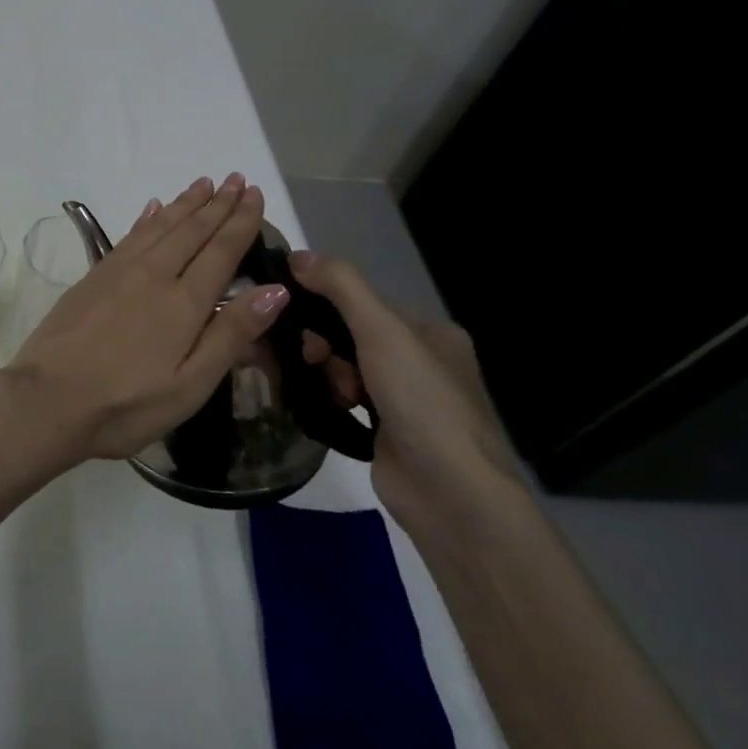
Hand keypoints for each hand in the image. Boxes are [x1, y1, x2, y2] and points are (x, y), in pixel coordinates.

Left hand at [0, 174, 293, 469]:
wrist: (48, 397)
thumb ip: (231, 334)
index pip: (221, 250)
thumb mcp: (191, 384)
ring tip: (203, 184)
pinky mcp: (93, 276)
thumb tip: (276, 289)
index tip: (255, 194)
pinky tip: (153, 208)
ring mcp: (119, 271)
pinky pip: (129, 235)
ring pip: (159, 225)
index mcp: (184, 302)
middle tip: (235, 178)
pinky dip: (147, 218)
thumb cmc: (127, 403)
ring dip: (184, 203)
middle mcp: (153, 274)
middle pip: (191, 230)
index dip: (241, 221)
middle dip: (217, 204)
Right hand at [288, 252, 518, 527]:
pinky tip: (327, 407)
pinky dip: (331, 398)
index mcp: (432, 334)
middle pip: (351, 334)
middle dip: (326, 344)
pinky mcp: (387, 432)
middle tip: (315, 360)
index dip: (328, 305)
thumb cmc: (422, 402)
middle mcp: (422, 363)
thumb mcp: (382, 331)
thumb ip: (341, 287)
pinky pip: (345, 399)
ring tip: (333, 393)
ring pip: (345, 367)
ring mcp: (406, 401)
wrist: (451, 494)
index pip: (365, 303)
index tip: (300, 318)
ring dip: (329, 374)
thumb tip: (296, 254)